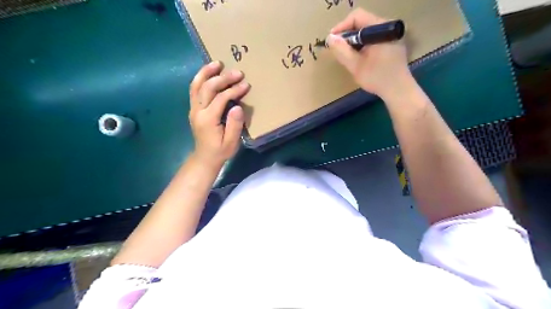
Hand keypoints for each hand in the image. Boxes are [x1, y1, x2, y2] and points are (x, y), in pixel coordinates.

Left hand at [189, 60, 250, 166]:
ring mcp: (193, 109)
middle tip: (237, 72)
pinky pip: (194, 89)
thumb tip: (237, 107)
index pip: (221, 98)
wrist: (204, 158)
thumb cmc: (220, 151)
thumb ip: (234, 125)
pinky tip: (209, 72)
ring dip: (206, 72)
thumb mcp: (231, 142)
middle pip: (208, 87)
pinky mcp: (193, 108)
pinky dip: (201, 78)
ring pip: (196, 85)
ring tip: (217, 63)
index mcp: (208, 119)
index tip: (246, 85)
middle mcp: (197, 111)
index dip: (234, 90)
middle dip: (223, 78)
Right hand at [326, 8, 413, 99]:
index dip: (342, 27)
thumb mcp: (356, 66)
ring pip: (367, 31)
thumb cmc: (377, 78)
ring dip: (354, 41)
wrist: (398, 90)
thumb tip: (330, 38)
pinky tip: (358, 57)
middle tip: (337, 49)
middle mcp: (388, 26)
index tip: (332, 40)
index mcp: (381, 28)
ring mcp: (391, 35)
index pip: (357, 17)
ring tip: (346, 55)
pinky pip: (373, 38)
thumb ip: (342, 51)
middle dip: (347, 35)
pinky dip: (362, 45)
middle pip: (362, 22)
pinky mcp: (392, 43)